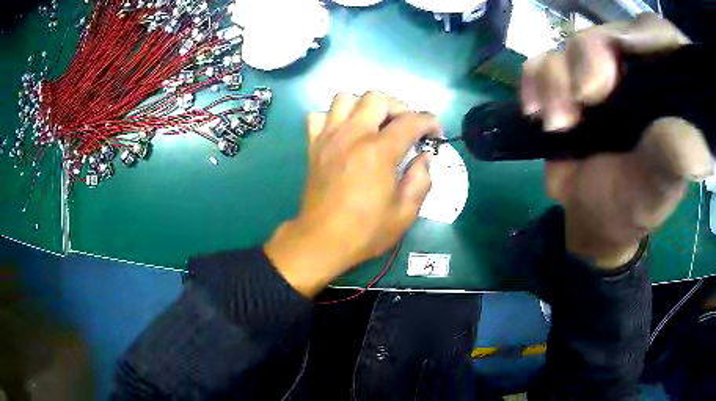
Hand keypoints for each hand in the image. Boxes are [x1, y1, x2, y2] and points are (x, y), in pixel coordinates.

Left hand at [265, 92, 439, 296]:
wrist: (321, 241)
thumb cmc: (365, 231)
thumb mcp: (405, 213)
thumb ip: (421, 179)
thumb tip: (424, 156)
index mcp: (378, 152)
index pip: (410, 121)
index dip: (429, 121)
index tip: (436, 132)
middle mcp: (352, 136)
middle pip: (376, 98)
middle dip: (399, 107)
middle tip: (405, 127)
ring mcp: (329, 138)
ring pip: (345, 98)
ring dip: (364, 106)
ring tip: (374, 125)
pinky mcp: (313, 146)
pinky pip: (318, 116)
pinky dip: (333, 117)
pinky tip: (345, 133)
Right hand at [520, 14, 712, 267]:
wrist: (593, 216)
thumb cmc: (634, 204)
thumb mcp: (660, 187)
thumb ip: (675, 155)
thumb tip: (693, 136)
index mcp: (668, 91)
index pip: (663, 38)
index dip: (648, 34)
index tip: (629, 51)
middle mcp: (636, 71)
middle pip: (611, 33)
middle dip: (590, 59)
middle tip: (584, 99)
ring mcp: (599, 71)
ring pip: (571, 44)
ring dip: (557, 82)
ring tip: (559, 126)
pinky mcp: (567, 80)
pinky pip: (541, 60)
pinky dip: (534, 82)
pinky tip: (537, 113)